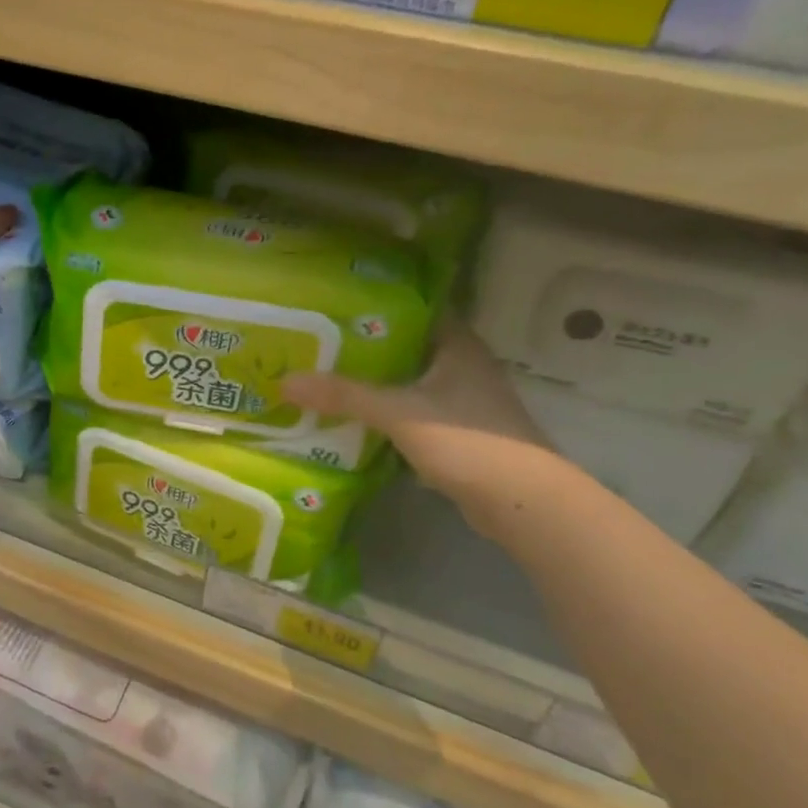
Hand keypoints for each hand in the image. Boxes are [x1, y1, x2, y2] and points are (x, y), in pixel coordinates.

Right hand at [282, 324, 564, 521]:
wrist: (523, 503)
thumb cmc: (467, 441)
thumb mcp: (400, 413)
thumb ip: (345, 395)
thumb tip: (285, 381)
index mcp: (457, 345)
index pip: (414, 309)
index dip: (376, 305)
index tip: (334, 305)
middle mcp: (462, 366)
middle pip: (406, 347)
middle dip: (365, 348)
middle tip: (317, 343)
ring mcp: (462, 403)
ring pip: (409, 383)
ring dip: (375, 384)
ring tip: (325, 377)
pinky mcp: (458, 435)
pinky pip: (413, 414)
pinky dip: (387, 416)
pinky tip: (353, 419)